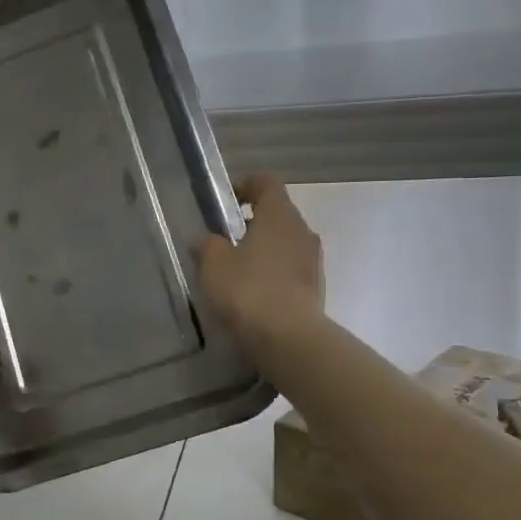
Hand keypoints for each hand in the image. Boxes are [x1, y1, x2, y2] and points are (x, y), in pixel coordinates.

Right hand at [198, 174, 324, 352]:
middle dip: (252, 222)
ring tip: (238, 271)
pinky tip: (254, 294)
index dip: (245, 184)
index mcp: (279, 214)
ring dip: (264, 250)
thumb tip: (204, 239)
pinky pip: (291, 269)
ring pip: (285, 243)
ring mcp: (313, 260)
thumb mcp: (214, 264)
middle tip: (225, 240)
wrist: (288, 337)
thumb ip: (207, 245)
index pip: (266, 182)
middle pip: (277, 214)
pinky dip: (273, 273)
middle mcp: (302, 230)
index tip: (225, 201)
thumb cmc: (248, 289)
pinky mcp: (316, 287)